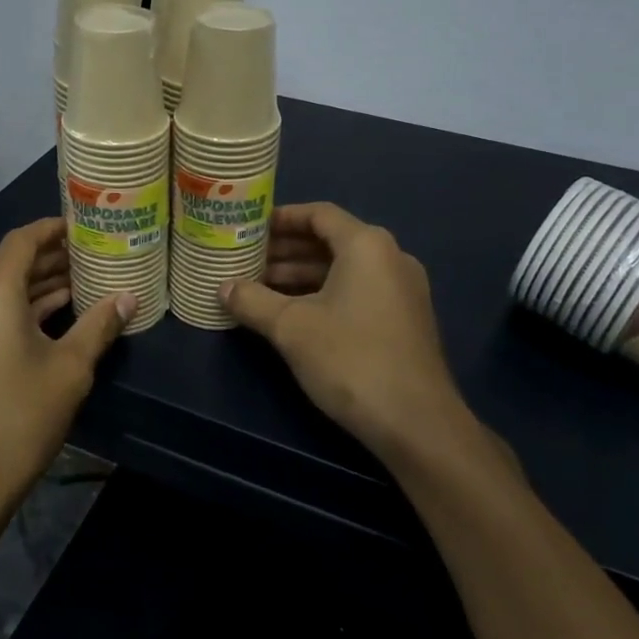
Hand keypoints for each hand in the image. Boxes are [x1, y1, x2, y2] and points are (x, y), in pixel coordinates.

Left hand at [0, 217, 133, 525]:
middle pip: (11, 266)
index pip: (22, 240)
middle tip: (93, 256)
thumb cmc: (20, 418)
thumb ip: (99, 326)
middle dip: (51, 260)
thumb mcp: (70, 369)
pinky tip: (54, 318)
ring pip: (1, 293)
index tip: (82, 226)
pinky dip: (21, 311)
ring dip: (38, 288)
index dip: (52, 229)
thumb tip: (130, 298)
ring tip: (82, 284)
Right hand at [221, 203, 480, 470]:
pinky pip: (357, 292)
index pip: (319, 214)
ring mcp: (402, 291)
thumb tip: (222, 288)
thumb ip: (252, 300)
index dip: (281, 218)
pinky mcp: (404, 321)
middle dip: (286, 251)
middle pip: (330, 241)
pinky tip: (291, 315)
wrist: (416, 423)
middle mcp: (390, 258)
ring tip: (259, 289)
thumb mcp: (291, 327)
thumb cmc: (351, 359)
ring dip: (301, 276)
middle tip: (246, 261)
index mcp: (367, 245)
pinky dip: (323, 295)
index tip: (249, 228)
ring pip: (343, 270)